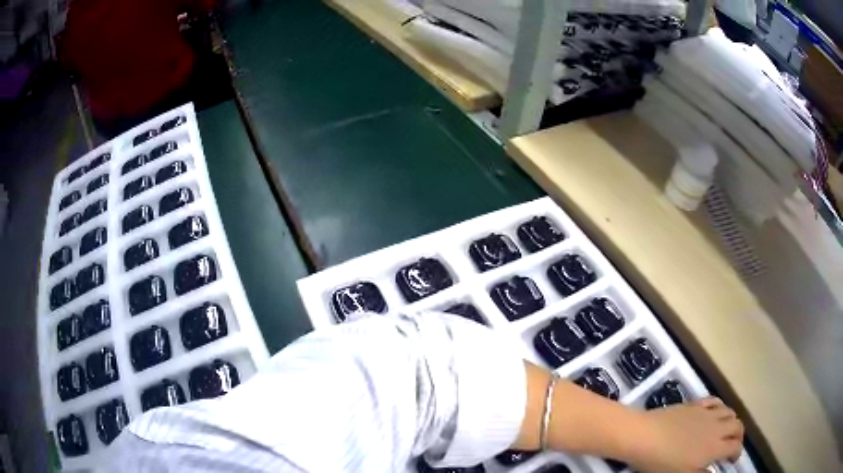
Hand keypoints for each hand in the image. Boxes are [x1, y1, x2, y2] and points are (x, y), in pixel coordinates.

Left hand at [629, 397, 743, 471]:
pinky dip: (720, 406)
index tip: (733, 459)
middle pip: (737, 426)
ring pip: (729, 411)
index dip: (737, 453)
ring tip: (727, 428)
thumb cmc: (662, 462)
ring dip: (732, 419)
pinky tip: (716, 412)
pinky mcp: (695, 403)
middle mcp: (716, 427)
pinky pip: (715, 401)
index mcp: (714, 447)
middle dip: (739, 435)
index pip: (735, 447)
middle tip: (734, 443)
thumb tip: (713, 472)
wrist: (645, 436)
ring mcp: (707, 413)